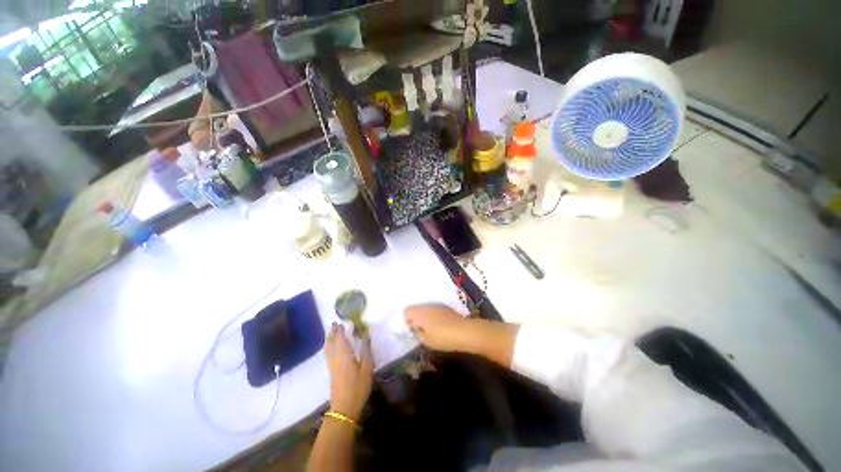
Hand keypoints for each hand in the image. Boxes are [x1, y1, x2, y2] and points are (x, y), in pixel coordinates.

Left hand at [325, 323, 372, 421]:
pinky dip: (328, 347)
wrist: (344, 408)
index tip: (341, 322)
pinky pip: (328, 354)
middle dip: (332, 333)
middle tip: (334, 324)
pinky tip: (331, 348)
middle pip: (331, 343)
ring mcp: (332, 366)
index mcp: (345, 355)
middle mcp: (336, 358)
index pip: (341, 339)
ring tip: (331, 333)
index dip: (340, 330)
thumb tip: (366, 338)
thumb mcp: (367, 369)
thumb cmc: (358, 387)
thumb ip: (366, 352)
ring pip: (328, 349)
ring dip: (329, 339)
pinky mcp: (331, 372)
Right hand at [404, 304, 473, 352]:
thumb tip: (414, 328)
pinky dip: (432, 314)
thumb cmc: (443, 338)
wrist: (465, 331)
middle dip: (414, 317)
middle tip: (419, 329)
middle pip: (415, 308)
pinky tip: (439, 324)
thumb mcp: (427, 341)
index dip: (406, 320)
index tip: (411, 330)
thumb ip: (417, 333)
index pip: (406, 311)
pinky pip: (433, 308)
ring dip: (423, 315)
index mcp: (420, 313)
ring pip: (424, 308)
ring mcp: (436, 304)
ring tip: (429, 328)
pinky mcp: (444, 306)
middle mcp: (427, 306)